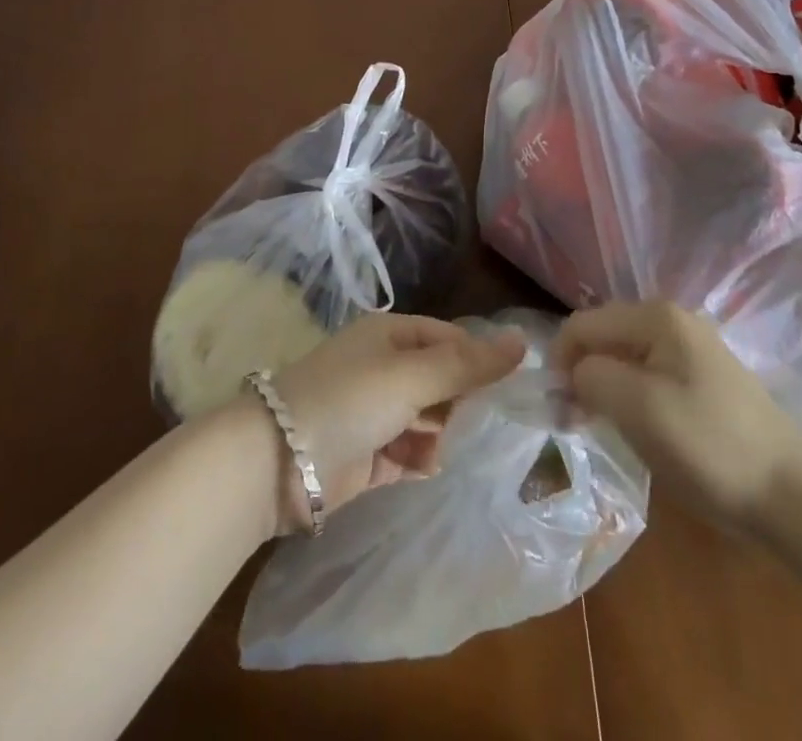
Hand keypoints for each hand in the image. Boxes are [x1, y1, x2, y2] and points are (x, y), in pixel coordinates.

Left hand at [257, 314, 525, 533]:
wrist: (278, 462)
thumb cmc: (349, 400)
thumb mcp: (412, 375)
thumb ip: (468, 364)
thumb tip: (523, 341)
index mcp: (390, 335)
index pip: (449, 338)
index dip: (478, 359)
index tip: (509, 386)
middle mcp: (383, 368)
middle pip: (440, 379)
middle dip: (461, 400)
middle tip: (481, 422)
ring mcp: (374, 413)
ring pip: (428, 418)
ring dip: (441, 432)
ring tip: (444, 445)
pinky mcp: (368, 456)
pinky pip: (409, 452)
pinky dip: (421, 459)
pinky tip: (425, 466)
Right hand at [556, 301, 801, 530]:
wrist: (793, 498)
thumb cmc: (708, 446)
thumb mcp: (637, 408)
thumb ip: (591, 377)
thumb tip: (573, 373)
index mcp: (656, 316)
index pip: (583, 323)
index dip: (560, 360)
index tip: (555, 406)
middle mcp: (674, 320)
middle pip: (604, 336)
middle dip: (582, 372)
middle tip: (572, 421)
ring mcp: (693, 350)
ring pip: (626, 358)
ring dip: (605, 388)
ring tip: (599, 427)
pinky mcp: (706, 380)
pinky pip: (650, 376)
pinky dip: (631, 397)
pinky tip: (636, 429)